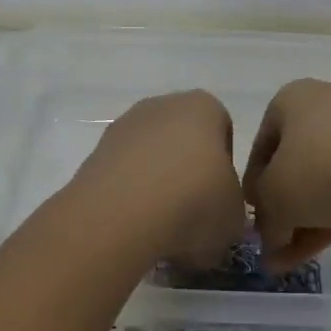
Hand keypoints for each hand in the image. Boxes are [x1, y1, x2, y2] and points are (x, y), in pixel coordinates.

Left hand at [71, 90, 247, 266]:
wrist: (122, 214)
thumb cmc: (194, 202)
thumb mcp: (234, 216)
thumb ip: (232, 207)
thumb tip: (218, 214)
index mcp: (204, 107)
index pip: (223, 131)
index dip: (225, 167)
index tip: (220, 198)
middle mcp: (162, 105)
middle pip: (183, 141)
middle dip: (188, 174)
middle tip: (192, 214)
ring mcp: (123, 126)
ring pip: (150, 157)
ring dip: (157, 185)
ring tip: (161, 226)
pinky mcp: (95, 153)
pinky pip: (124, 175)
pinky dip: (130, 196)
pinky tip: (134, 224)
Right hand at [242, 79, 330, 267]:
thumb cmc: (322, 169)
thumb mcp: (274, 197)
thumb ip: (263, 216)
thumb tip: (269, 234)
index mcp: (290, 100)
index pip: (259, 148)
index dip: (252, 190)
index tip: (252, 223)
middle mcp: (324, 107)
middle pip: (292, 166)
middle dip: (280, 211)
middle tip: (271, 247)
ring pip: (322, 182)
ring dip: (302, 222)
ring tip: (287, 263)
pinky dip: (330, 217)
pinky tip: (315, 252)